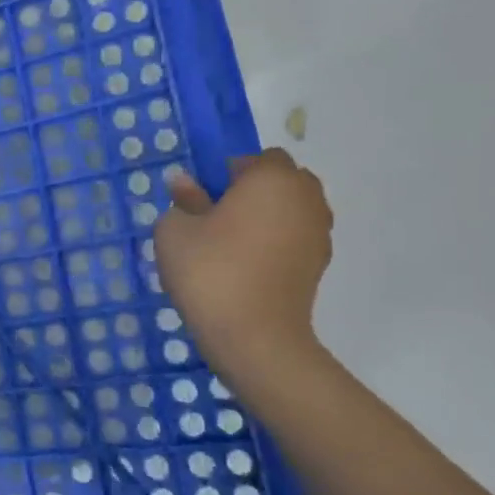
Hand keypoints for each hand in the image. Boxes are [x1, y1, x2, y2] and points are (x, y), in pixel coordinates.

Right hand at [152, 150, 332, 380]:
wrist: (254, 336)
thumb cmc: (210, 271)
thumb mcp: (175, 231)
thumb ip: (183, 201)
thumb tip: (185, 184)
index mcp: (272, 178)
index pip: (257, 158)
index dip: (229, 173)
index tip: (205, 199)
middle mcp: (305, 197)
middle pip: (281, 181)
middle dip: (254, 192)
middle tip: (218, 218)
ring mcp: (318, 233)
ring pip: (291, 210)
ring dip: (267, 218)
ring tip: (232, 245)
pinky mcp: (319, 265)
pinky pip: (295, 239)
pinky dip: (276, 244)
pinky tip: (247, 267)